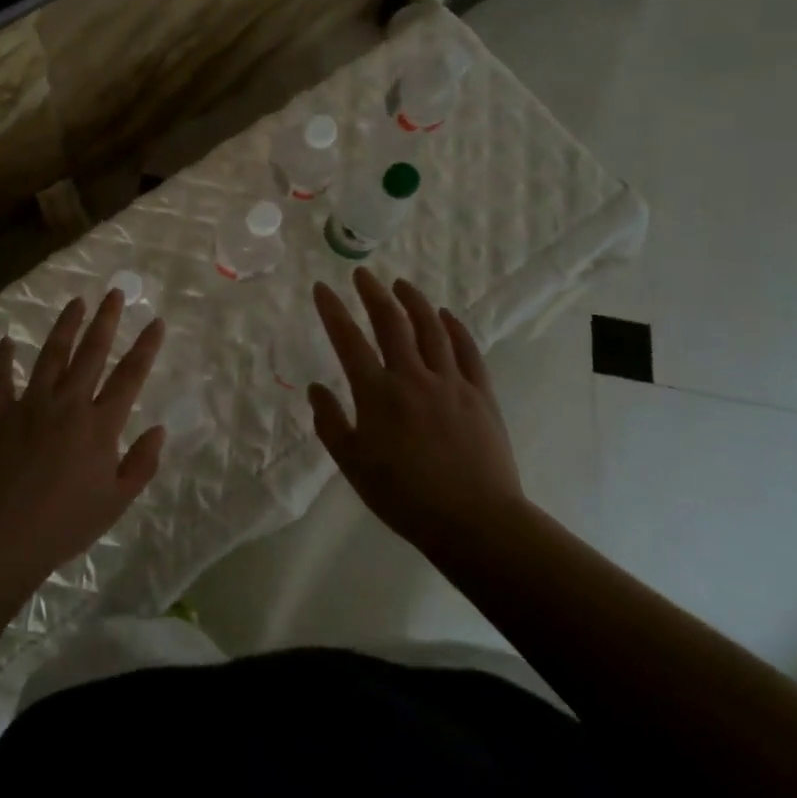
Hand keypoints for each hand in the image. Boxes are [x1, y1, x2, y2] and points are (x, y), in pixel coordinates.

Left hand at [0, 290, 165, 588]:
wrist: (3, 538)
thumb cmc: (65, 525)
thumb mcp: (116, 502)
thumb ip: (141, 463)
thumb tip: (159, 429)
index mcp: (100, 425)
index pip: (130, 376)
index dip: (145, 347)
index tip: (156, 321)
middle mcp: (68, 403)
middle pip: (91, 352)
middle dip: (106, 320)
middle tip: (114, 293)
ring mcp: (31, 404)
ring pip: (51, 355)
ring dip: (65, 326)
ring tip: (76, 302)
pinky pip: (0, 379)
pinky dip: (2, 359)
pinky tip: (6, 340)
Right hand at [310, 269, 525, 557]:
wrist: (474, 522)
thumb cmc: (405, 498)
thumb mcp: (354, 466)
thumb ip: (331, 424)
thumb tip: (316, 389)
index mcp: (377, 394)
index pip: (348, 340)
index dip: (333, 310)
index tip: (322, 287)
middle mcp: (412, 377)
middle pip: (391, 322)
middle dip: (373, 293)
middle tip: (362, 274)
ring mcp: (450, 382)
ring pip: (431, 328)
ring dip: (414, 301)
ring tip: (401, 284)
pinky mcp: (480, 394)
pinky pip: (468, 351)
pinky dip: (455, 328)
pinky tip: (446, 315)